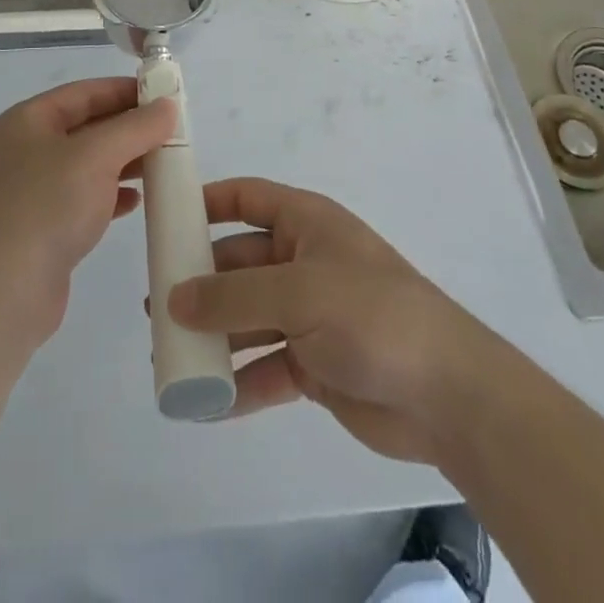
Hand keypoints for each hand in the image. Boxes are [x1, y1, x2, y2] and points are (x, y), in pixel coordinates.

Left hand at [0, 78, 174, 350]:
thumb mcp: (96, 156)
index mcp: (28, 120)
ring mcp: (32, 191)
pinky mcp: (43, 229)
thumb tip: (167, 105)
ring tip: (163, 164)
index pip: (84, 93)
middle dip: (129, 128)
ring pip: (88, 165)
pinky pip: (84, 199)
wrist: (0, 295)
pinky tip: (136, 202)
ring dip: (125, 162)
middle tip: (172, 132)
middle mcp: (27, 150)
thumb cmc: (46, 207)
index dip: (124, 90)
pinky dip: (111, 196)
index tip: (165, 95)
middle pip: (87, 127)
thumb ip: (135, 127)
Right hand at [167, 178, 487, 465]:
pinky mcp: (315, 364)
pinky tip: (204, 403)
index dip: (207, 203)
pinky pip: (265, 367)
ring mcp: (310, 315)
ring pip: (248, 318)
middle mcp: (304, 262)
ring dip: (213, 336)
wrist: (448, 395)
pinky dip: (238, 383)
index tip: (165, 220)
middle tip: (156, 304)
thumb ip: (232, 297)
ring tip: (168, 353)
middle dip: (201, 282)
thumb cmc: (370, 315)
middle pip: (240, 263)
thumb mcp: (297, 294)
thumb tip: (174, 299)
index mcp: (306, 224)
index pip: (247, 199)